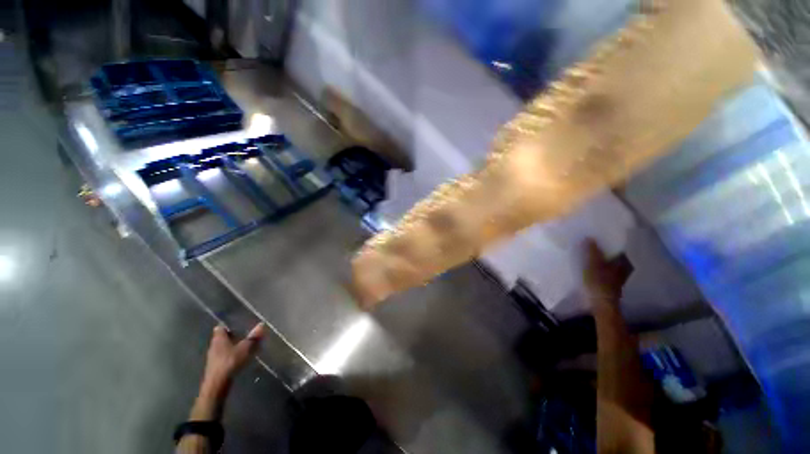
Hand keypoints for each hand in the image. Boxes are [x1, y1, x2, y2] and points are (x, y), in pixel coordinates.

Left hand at [200, 323, 264, 396]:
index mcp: (218, 338)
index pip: (220, 328)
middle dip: (231, 336)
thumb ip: (253, 337)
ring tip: (243, 346)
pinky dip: (230, 355)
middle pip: (221, 338)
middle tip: (244, 335)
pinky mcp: (215, 367)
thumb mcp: (245, 348)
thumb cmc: (230, 362)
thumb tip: (262, 324)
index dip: (228, 326)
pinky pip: (223, 357)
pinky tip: (238, 358)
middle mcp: (213, 345)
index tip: (238, 325)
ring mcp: (213, 357)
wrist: (217, 384)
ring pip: (222, 348)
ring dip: (231, 347)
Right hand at [583, 239, 632, 302]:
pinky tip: (592, 268)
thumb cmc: (598, 282)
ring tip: (588, 257)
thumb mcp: (592, 264)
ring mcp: (621, 277)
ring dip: (601, 260)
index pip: (616, 247)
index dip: (606, 243)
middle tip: (590, 247)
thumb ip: (592, 251)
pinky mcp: (614, 284)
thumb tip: (590, 236)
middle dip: (603, 252)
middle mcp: (626, 268)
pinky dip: (601, 268)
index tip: (595, 239)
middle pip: (613, 256)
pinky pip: (607, 271)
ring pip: (610, 264)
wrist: (602, 304)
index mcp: (624, 261)